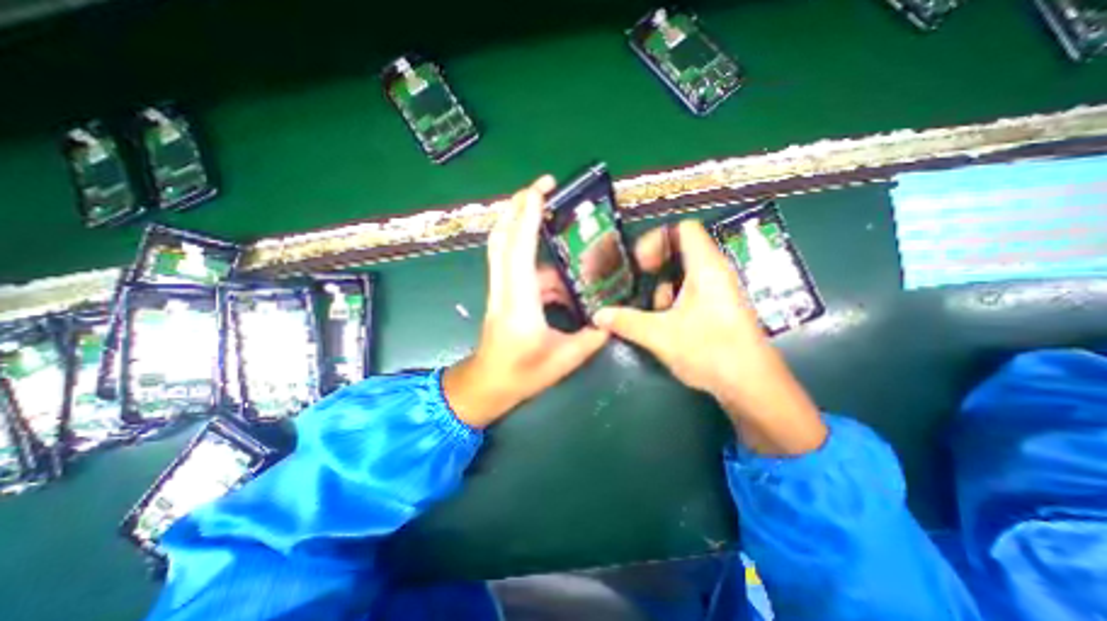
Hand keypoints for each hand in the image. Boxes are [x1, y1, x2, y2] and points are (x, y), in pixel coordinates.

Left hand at [441, 175, 608, 426]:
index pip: (518, 250)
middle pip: (502, 237)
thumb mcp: (565, 359)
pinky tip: (563, 273)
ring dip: (525, 226)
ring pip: (506, 248)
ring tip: (555, 218)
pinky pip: (518, 266)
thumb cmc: (521, 375)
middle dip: (518, 205)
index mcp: (519, 303)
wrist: (487, 385)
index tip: (539, 189)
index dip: (527, 216)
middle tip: (543, 186)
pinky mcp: (505, 293)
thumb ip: (592, 336)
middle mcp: (505, 289)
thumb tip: (611, 317)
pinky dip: (538, 260)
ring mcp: (501, 289)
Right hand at [592, 222, 825, 452]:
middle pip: (680, 252)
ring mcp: (718, 291)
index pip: (683, 229)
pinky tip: (663, 324)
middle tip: (636, 283)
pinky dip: (672, 301)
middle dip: (654, 267)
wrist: (751, 385)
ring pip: (682, 275)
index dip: (656, 239)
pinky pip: (689, 292)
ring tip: (649, 312)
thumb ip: (626, 322)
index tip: (640, 264)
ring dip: (661, 289)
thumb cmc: (710, 351)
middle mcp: (714, 272)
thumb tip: (598, 315)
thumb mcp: (661, 335)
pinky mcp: (717, 308)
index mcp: (706, 267)